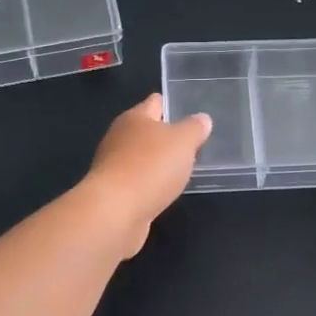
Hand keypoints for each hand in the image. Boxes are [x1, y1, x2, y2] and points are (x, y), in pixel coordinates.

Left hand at [82, 93, 211, 256]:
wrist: (114, 213)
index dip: (172, 104)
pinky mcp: (113, 192)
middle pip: (146, 130)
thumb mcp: (183, 141)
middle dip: (167, 135)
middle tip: (193, 142)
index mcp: (134, 118)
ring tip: (183, 167)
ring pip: (142, 157)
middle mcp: (120, 137)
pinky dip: (151, 183)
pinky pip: (138, 181)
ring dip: (158, 162)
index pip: (155, 102)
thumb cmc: (150, 167)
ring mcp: (113, 166)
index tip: (191, 111)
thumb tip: (202, 119)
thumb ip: (194, 128)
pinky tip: (165, 190)